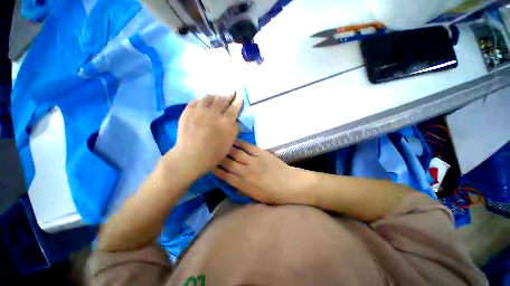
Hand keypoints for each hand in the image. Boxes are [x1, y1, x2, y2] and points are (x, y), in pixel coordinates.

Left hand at [165, 93, 242, 177]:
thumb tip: (234, 118)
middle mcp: (213, 114)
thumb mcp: (229, 142)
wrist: (191, 156)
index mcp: (226, 123)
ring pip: (209, 97)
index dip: (237, 101)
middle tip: (231, 92)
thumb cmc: (213, 153)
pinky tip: (204, 101)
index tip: (239, 97)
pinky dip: (202, 99)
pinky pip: (196, 100)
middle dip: (228, 95)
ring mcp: (199, 111)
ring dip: (215, 96)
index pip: (234, 108)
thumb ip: (234, 128)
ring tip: (217, 96)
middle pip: (222, 99)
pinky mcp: (188, 111)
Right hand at [213, 141, 312, 204]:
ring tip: (220, 143)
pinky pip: (248, 146)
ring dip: (227, 148)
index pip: (225, 176)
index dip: (216, 170)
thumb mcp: (256, 197)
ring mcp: (254, 161)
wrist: (290, 185)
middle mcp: (246, 172)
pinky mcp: (261, 153)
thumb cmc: (273, 194)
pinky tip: (234, 139)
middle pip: (228, 163)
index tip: (210, 165)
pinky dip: (240, 142)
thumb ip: (243, 191)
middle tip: (212, 151)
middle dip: (218, 157)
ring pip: (236, 153)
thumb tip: (233, 186)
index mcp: (244, 184)